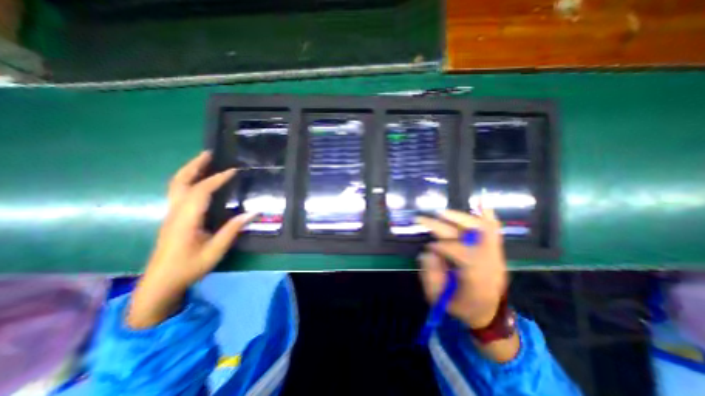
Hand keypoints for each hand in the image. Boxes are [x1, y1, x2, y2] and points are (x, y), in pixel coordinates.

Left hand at [128, 151, 257, 327]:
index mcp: (185, 220)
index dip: (217, 179)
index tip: (233, 170)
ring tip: (205, 161)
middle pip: (181, 182)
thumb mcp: (215, 251)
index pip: (201, 192)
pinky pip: (179, 192)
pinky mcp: (172, 218)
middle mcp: (175, 212)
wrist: (160, 283)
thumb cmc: (189, 267)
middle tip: (210, 153)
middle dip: (194, 165)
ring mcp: (171, 214)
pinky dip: (189, 180)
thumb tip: (253, 213)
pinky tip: (199, 181)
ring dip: (190, 170)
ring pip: (176, 185)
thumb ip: (232, 230)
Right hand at [414, 203, 508, 329]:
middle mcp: (490, 264)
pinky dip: (488, 216)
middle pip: (469, 236)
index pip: (459, 252)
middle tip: (426, 218)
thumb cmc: (461, 307)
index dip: (441, 246)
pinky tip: (482, 202)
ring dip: (461, 218)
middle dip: (444, 226)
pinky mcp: (496, 253)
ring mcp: (496, 257)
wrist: (488, 315)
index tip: (429, 247)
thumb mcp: (439, 298)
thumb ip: (430, 274)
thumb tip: (428, 250)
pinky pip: (494, 231)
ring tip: (442, 212)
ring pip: (483, 230)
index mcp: (477, 278)